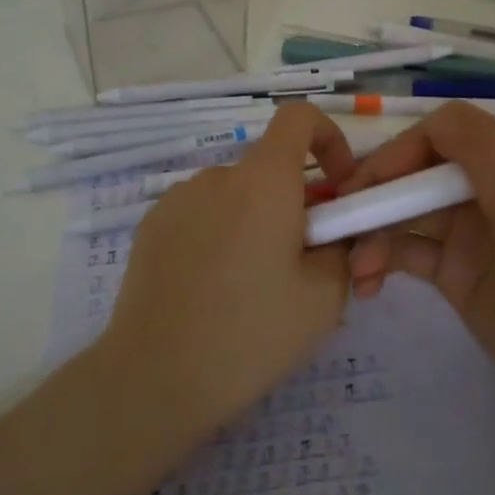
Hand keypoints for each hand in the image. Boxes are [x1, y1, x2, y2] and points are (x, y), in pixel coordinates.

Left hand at [98, 104, 356, 440]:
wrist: (154, 378)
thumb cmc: (249, 334)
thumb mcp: (324, 298)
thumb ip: (342, 248)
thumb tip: (333, 233)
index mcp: (264, 180)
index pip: (298, 116)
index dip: (328, 138)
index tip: (338, 186)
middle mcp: (219, 175)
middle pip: (270, 168)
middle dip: (295, 202)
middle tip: (300, 265)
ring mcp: (178, 198)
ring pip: (236, 195)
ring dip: (255, 221)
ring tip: (252, 288)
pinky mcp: (151, 225)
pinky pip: (201, 214)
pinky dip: (219, 234)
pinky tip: (210, 290)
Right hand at [342, 102, 494, 436]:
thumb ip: (486, 156)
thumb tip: (433, 119)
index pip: (448, 130)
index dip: (405, 147)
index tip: (372, 181)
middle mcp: (490, 186)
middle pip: (419, 167)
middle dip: (378, 190)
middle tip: (340, 220)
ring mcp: (470, 229)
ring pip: (407, 210)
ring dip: (374, 231)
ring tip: (353, 269)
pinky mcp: (453, 269)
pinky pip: (407, 250)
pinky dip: (382, 260)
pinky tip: (365, 285)